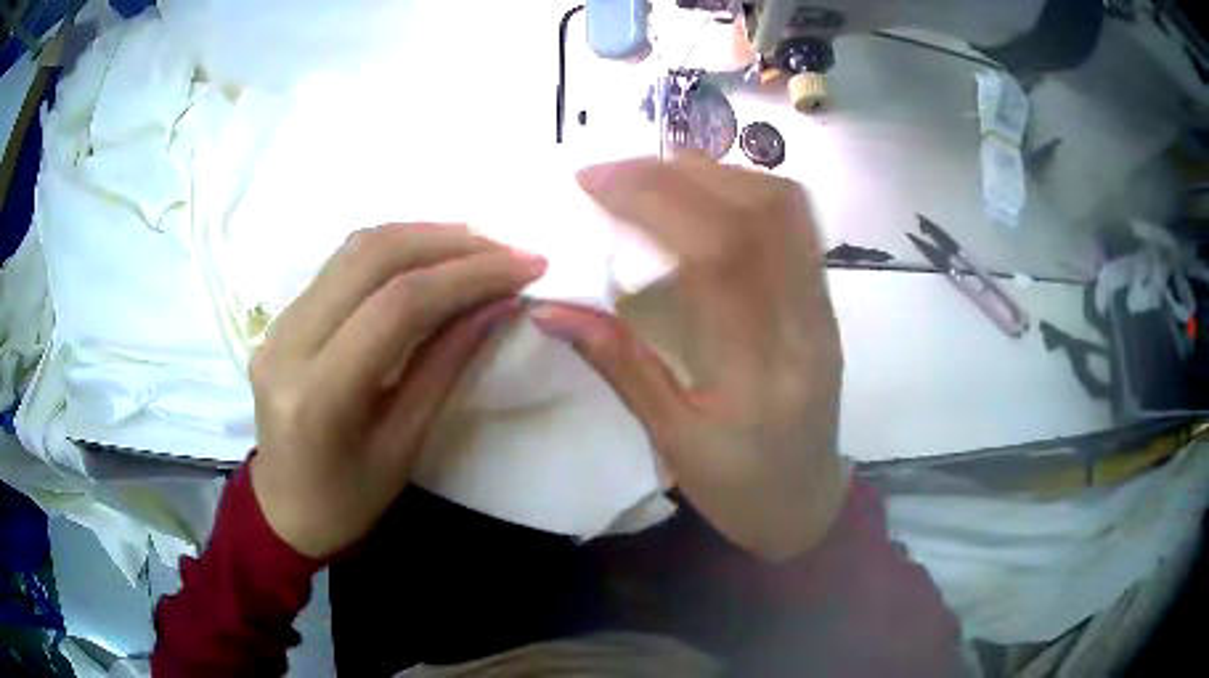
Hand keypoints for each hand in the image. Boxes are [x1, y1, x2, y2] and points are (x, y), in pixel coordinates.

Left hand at [249, 224, 545, 557]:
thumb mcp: (406, 445)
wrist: (284, 511)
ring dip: (421, 237)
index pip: (396, 307)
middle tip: (504, 250)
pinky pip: (340, 265)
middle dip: (447, 243)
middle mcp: (287, 345)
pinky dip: (393, 251)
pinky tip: (429, 259)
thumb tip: (499, 303)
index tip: (524, 267)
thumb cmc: (349, 501)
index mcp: (318, 396)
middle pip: (370, 258)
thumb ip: (446, 365)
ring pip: (353, 250)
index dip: (466, 276)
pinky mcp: (279, 318)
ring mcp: (276, 325)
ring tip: (476, 247)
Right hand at [531, 156, 845, 561]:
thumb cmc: (738, 488)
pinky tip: (704, 195)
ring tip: (654, 174)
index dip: (653, 201)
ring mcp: (823, 308)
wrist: (807, 501)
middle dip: (676, 175)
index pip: (716, 255)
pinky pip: (796, 222)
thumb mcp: (670, 439)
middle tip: (613, 171)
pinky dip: (746, 189)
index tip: (593, 183)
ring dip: (716, 173)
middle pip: (757, 213)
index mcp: (759, 374)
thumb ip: (616, 363)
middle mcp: (804, 326)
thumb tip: (549, 307)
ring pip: (785, 207)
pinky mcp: (826, 300)